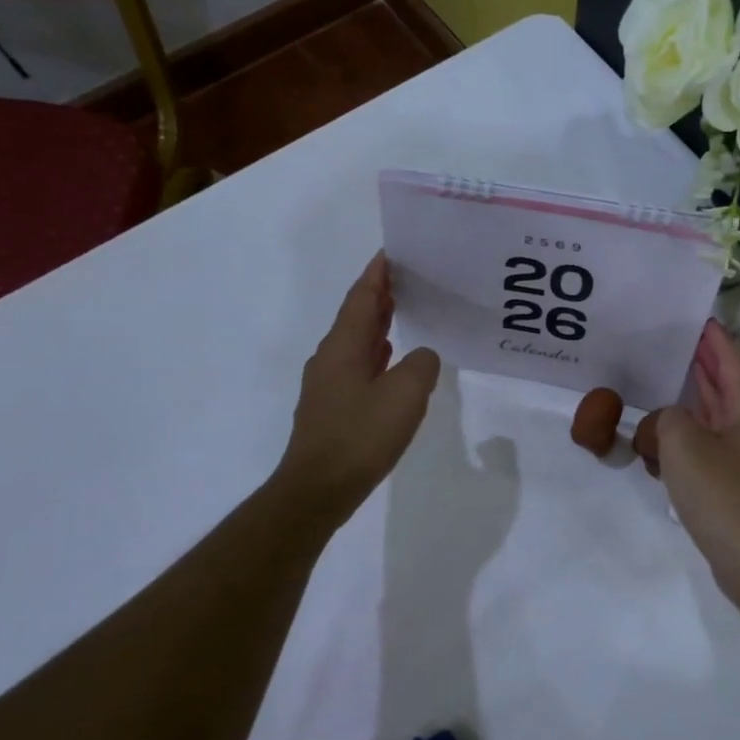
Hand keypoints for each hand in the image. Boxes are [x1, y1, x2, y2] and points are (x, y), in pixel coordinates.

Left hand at [273, 254, 439, 526]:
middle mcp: (330, 357)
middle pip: (356, 315)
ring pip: (356, 341)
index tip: (394, 251)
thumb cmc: (360, 436)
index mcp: (344, 346)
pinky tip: (390, 360)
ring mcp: (327, 383)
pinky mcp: (332, 407)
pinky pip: (357, 365)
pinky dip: (376, 353)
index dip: (378, 273)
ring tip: (405, 310)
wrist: (318, 489)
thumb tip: (422, 357)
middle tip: (409, 277)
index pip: (362, 297)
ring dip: (378, 323)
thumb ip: (421, 366)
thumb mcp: (405, 395)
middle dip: (380, 294)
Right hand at [657, 320, 739, 604]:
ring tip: (663, 389)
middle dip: (702, 367)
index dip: (713, 339)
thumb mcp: (682, 444)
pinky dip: (689, 441)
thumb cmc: (722, 494)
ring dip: (691, 405)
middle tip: (675, 346)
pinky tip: (663, 445)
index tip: (697, 319)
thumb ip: (664, 420)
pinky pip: (711, 449)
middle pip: (726, 387)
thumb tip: (662, 426)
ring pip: (717, 420)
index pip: (731, 361)